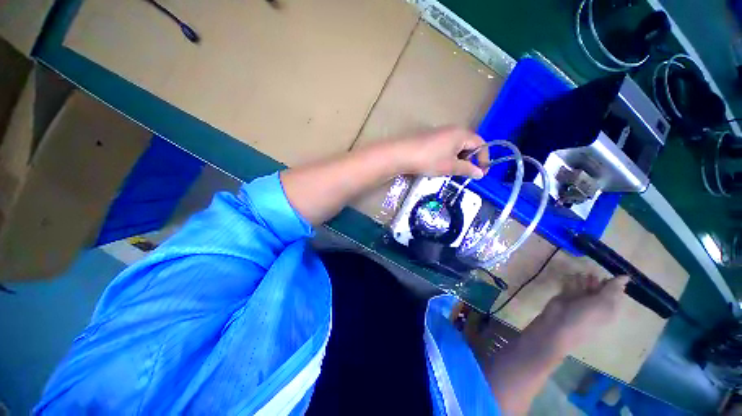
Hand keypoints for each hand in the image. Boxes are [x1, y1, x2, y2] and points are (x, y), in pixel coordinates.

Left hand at [397, 126, 488, 177]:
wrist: (402, 154)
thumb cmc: (429, 160)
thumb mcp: (450, 167)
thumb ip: (467, 169)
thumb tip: (480, 173)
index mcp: (462, 134)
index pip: (481, 144)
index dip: (483, 159)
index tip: (481, 173)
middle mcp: (453, 129)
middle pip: (469, 144)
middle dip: (470, 159)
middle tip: (465, 173)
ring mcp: (440, 132)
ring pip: (456, 145)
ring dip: (458, 158)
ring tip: (451, 170)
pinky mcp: (430, 137)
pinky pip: (445, 145)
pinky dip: (447, 155)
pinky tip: (439, 165)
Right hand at [531, 274, 628, 353]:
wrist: (557, 324)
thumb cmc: (585, 317)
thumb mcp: (603, 303)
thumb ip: (613, 288)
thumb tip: (626, 276)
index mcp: (610, 309)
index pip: (615, 293)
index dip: (613, 284)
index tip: (608, 275)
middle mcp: (597, 304)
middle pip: (600, 288)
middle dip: (597, 280)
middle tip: (592, 276)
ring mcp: (581, 300)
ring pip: (586, 285)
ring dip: (585, 279)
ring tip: (582, 276)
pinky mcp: (567, 295)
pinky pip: (572, 284)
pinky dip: (573, 279)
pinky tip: (572, 276)